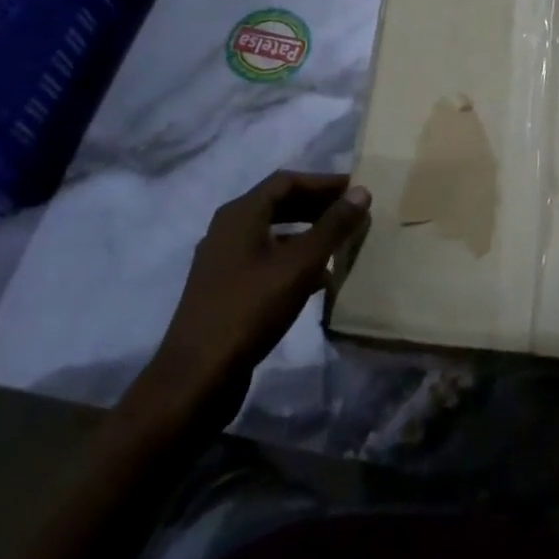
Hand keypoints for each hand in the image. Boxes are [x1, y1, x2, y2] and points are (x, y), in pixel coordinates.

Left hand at [138, 171, 371, 419]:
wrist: (197, 377)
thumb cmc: (250, 310)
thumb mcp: (299, 264)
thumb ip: (332, 226)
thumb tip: (361, 190)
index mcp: (240, 214)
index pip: (286, 181)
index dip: (323, 182)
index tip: (355, 190)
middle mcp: (227, 230)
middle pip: (279, 204)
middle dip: (317, 206)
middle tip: (352, 214)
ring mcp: (224, 261)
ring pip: (273, 234)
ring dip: (308, 234)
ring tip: (341, 244)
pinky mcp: (226, 289)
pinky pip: (266, 260)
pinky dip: (294, 260)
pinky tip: (319, 279)